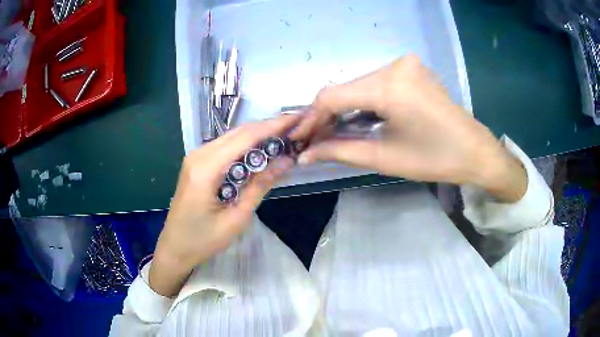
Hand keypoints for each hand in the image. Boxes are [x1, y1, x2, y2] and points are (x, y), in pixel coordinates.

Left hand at [149, 115, 299, 296]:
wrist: (175, 247)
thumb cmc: (203, 240)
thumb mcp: (236, 218)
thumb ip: (260, 186)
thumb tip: (286, 161)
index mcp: (206, 169)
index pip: (245, 138)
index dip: (273, 127)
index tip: (297, 119)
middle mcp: (199, 155)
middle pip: (239, 132)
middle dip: (268, 128)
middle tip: (295, 129)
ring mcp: (196, 156)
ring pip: (233, 137)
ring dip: (258, 136)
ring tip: (284, 139)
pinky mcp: (198, 162)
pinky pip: (225, 146)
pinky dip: (245, 146)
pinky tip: (261, 151)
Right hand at [292, 55, 526, 201]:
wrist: (475, 151)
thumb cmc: (435, 159)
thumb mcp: (385, 157)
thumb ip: (340, 150)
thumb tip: (305, 154)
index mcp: (390, 86)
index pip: (333, 95)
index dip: (311, 117)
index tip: (299, 137)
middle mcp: (395, 66)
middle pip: (346, 87)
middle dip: (327, 114)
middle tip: (316, 140)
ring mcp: (405, 64)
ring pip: (360, 84)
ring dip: (344, 107)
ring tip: (333, 132)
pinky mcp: (412, 69)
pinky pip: (376, 82)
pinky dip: (363, 100)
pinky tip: (358, 118)